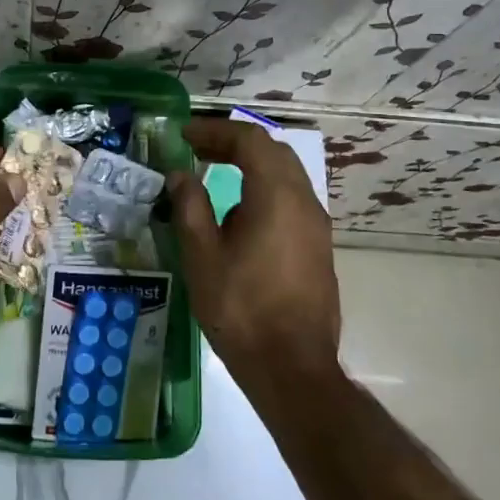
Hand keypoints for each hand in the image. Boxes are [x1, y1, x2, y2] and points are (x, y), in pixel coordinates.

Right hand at [169, 117, 340, 375]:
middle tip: (198, 148)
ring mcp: (317, 226)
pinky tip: (239, 212)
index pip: (249, 140)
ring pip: (286, 174)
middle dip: (234, 142)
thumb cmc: (241, 309)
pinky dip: (264, 188)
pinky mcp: (318, 247)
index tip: (184, 136)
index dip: (215, 131)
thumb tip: (181, 175)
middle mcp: (304, 202)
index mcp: (276, 196)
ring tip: (215, 173)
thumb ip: (190, 207)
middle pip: (273, 151)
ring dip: (251, 164)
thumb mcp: (202, 256)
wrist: (293, 369)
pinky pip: (292, 198)